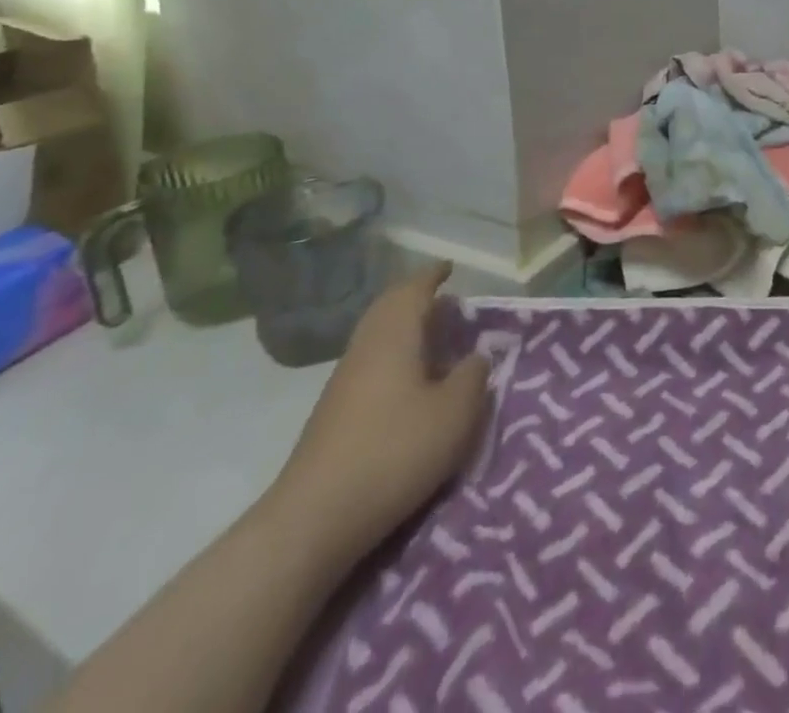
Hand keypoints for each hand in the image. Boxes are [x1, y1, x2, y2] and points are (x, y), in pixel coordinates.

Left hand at [264, 266, 488, 564]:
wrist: (313, 521)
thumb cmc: (394, 452)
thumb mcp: (455, 413)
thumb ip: (473, 376)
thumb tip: (475, 357)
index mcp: (394, 336)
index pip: (413, 290)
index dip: (432, 276)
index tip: (450, 267)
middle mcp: (365, 349)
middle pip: (387, 309)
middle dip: (415, 298)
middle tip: (445, 300)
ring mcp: (343, 383)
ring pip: (376, 337)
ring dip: (404, 329)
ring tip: (433, 338)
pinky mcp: (333, 415)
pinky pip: (370, 364)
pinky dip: (393, 357)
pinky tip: (410, 382)